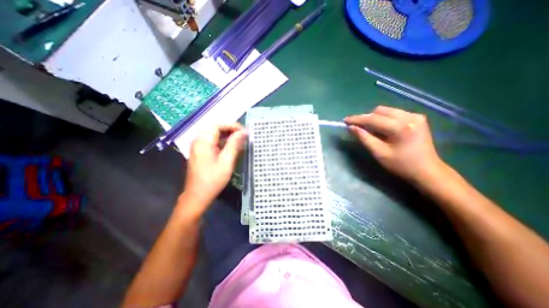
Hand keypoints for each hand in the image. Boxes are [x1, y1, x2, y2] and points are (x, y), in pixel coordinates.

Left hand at [182, 124, 246, 209]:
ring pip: (214, 134)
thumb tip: (244, 132)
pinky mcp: (201, 152)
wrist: (197, 196)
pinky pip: (213, 141)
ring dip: (227, 135)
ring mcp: (199, 146)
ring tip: (240, 141)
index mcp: (203, 141)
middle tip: (243, 136)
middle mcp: (199, 140)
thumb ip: (234, 145)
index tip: (244, 132)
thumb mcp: (226, 162)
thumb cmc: (213, 180)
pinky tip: (232, 148)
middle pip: (215, 127)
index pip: (217, 124)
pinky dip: (223, 142)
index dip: (232, 125)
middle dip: (230, 129)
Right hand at [344, 106, 443, 181]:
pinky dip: (384, 119)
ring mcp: (415, 116)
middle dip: (366, 118)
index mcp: (401, 127)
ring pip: (386, 111)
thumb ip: (364, 138)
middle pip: (380, 111)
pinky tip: (382, 129)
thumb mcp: (379, 153)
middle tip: (358, 128)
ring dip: (374, 118)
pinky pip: (394, 113)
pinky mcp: (417, 118)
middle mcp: (409, 117)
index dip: (357, 119)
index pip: (373, 119)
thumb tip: (351, 127)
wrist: (427, 171)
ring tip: (370, 130)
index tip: (345, 120)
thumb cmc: (401, 165)